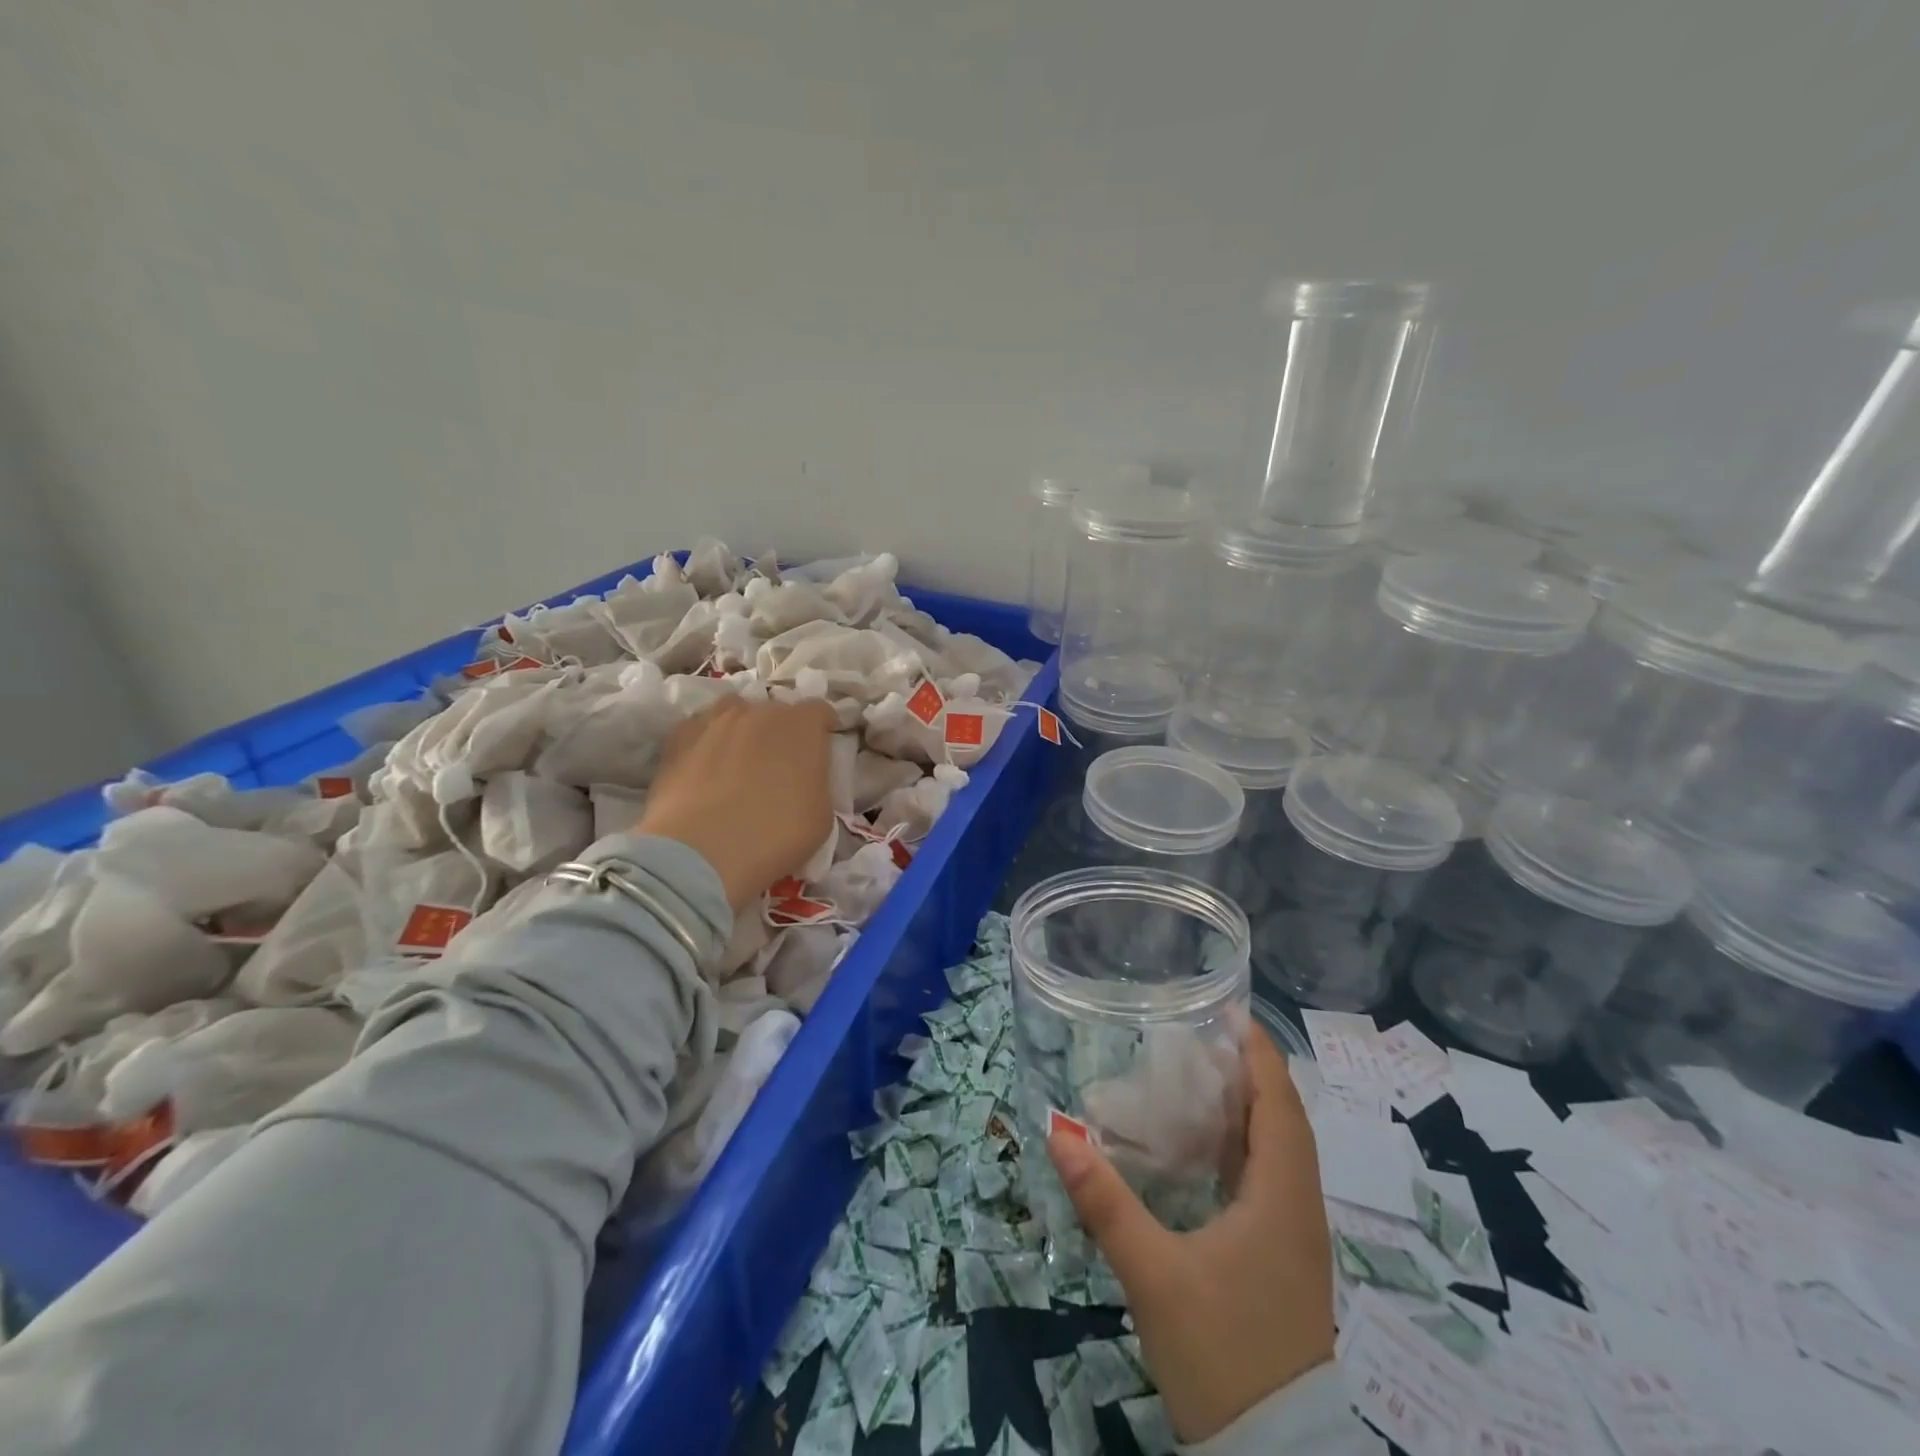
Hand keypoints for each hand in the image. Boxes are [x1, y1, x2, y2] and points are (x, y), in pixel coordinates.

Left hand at [635, 697, 839, 911]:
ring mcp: (714, 720)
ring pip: (733, 714)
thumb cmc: (775, 836)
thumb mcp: (821, 815)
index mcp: (802, 725)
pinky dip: (705, 744)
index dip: (821, 729)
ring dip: (741, 731)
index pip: (819, 711)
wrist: (701, 852)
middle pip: (775, 711)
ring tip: (736, 762)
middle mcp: (759, 711)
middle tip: (776, 766)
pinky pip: (699, 731)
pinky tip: (702, 771)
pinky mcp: (677, 737)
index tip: (819, 750)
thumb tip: (803, 778)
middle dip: (780, 732)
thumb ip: (816, 782)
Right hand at [1047, 1028, 1333, 1443]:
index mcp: (1282, 1197)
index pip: (1279, 1102)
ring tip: (1200, 1079)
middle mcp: (1300, 1208)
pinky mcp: (1285, 1262)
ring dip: (1250, 1109)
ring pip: (1282, 1152)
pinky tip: (1209, 1152)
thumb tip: (1058, 1130)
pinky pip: (1272, 1181)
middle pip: (1284, 1119)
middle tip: (1200, 1039)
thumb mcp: (1154, 1275)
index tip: (1229, 1010)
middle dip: (1249, 1072)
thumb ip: (1105, 1202)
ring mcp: (1297, 1239)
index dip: (1258, 1052)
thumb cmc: (1221, 1354)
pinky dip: (1247, 1148)